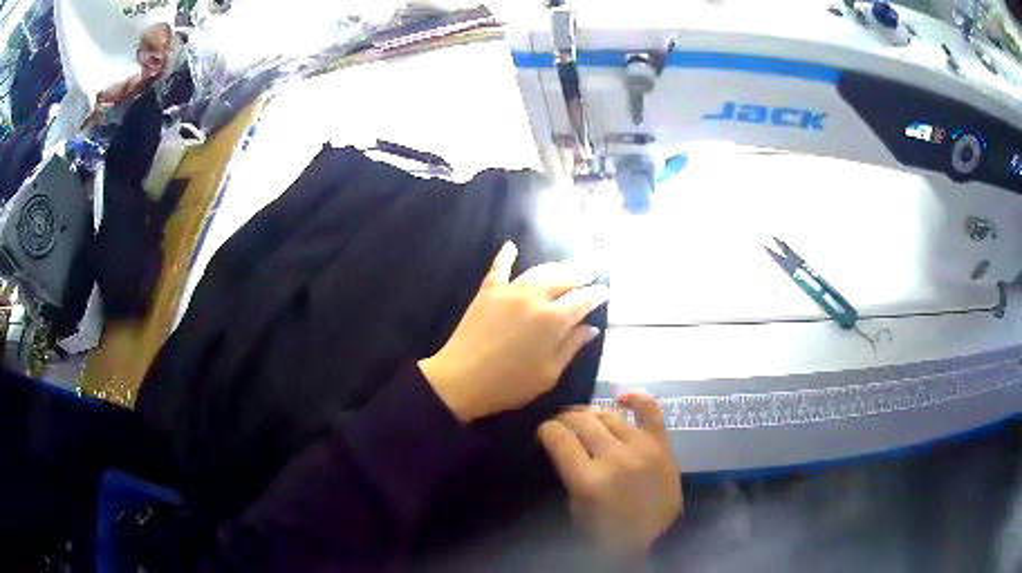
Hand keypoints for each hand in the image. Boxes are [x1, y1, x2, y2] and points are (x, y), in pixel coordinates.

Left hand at [419, 241, 608, 422]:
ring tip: (568, 265)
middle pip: (564, 279)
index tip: (606, 291)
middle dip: (581, 274)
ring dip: (556, 266)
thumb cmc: (509, 384)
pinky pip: (499, 268)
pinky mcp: (487, 291)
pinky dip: (506, 256)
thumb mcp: (548, 373)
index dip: (596, 295)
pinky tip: (511, 245)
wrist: (461, 380)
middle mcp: (534, 298)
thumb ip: (571, 347)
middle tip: (591, 271)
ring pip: (538, 271)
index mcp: (553, 320)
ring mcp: (509, 291)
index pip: (582, 300)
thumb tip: (590, 328)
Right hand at [539, 392, 681, 559]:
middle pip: (582, 422)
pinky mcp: (661, 444)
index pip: (559, 438)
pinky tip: (621, 396)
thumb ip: (568, 473)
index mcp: (589, 480)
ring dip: (590, 414)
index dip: (547, 430)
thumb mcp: (576, 508)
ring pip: (608, 415)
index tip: (544, 432)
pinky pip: (649, 411)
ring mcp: (641, 448)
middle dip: (565, 419)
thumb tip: (560, 443)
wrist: (655, 539)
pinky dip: (635, 398)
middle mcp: (615, 457)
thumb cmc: (606, 532)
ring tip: (583, 418)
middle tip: (560, 424)